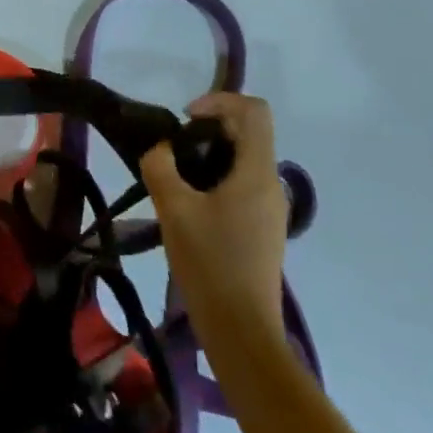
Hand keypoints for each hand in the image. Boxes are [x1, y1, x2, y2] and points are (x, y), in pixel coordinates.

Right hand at [140, 91, 287, 339]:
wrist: (242, 331)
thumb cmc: (210, 264)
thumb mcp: (173, 209)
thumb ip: (160, 166)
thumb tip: (160, 149)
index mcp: (257, 173)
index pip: (254, 110)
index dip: (220, 100)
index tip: (186, 119)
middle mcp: (271, 184)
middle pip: (248, 132)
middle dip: (209, 128)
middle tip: (173, 149)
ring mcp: (270, 208)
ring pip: (244, 159)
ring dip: (210, 154)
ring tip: (175, 176)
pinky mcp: (262, 228)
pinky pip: (242, 184)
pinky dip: (215, 177)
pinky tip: (189, 204)